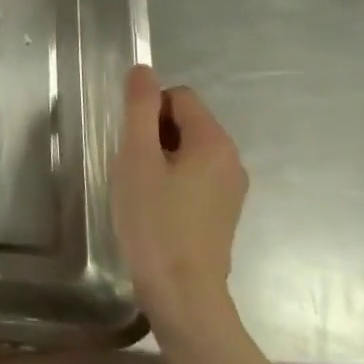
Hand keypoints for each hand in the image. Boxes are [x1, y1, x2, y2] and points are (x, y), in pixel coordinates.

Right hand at [112, 65, 248, 334]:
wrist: (182, 293)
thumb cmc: (154, 221)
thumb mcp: (137, 158)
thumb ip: (140, 109)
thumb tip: (143, 69)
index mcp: (215, 142)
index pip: (179, 97)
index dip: (148, 112)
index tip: (131, 145)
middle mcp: (232, 159)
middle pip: (186, 122)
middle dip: (154, 135)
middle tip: (132, 169)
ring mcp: (231, 188)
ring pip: (188, 150)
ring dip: (160, 159)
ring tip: (141, 191)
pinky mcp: (223, 212)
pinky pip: (195, 176)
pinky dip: (172, 181)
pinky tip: (155, 209)